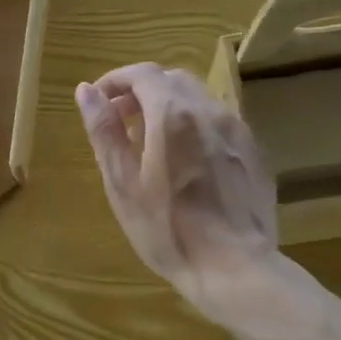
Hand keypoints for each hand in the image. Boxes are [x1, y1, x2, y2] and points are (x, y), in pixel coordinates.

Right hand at [76, 64, 279, 317]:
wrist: (234, 266)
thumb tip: (87, 91)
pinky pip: (218, 121)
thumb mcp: (122, 184)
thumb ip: (105, 132)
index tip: (99, 100)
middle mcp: (208, 110)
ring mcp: (237, 130)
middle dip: (142, 90)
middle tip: (120, 120)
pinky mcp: (253, 151)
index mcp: (172, 115)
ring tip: (150, 141)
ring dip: (169, 106)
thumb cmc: (167, 229)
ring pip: (198, 98)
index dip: (116, 80)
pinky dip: (194, 124)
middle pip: (172, 79)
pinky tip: (186, 160)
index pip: (142, 73)